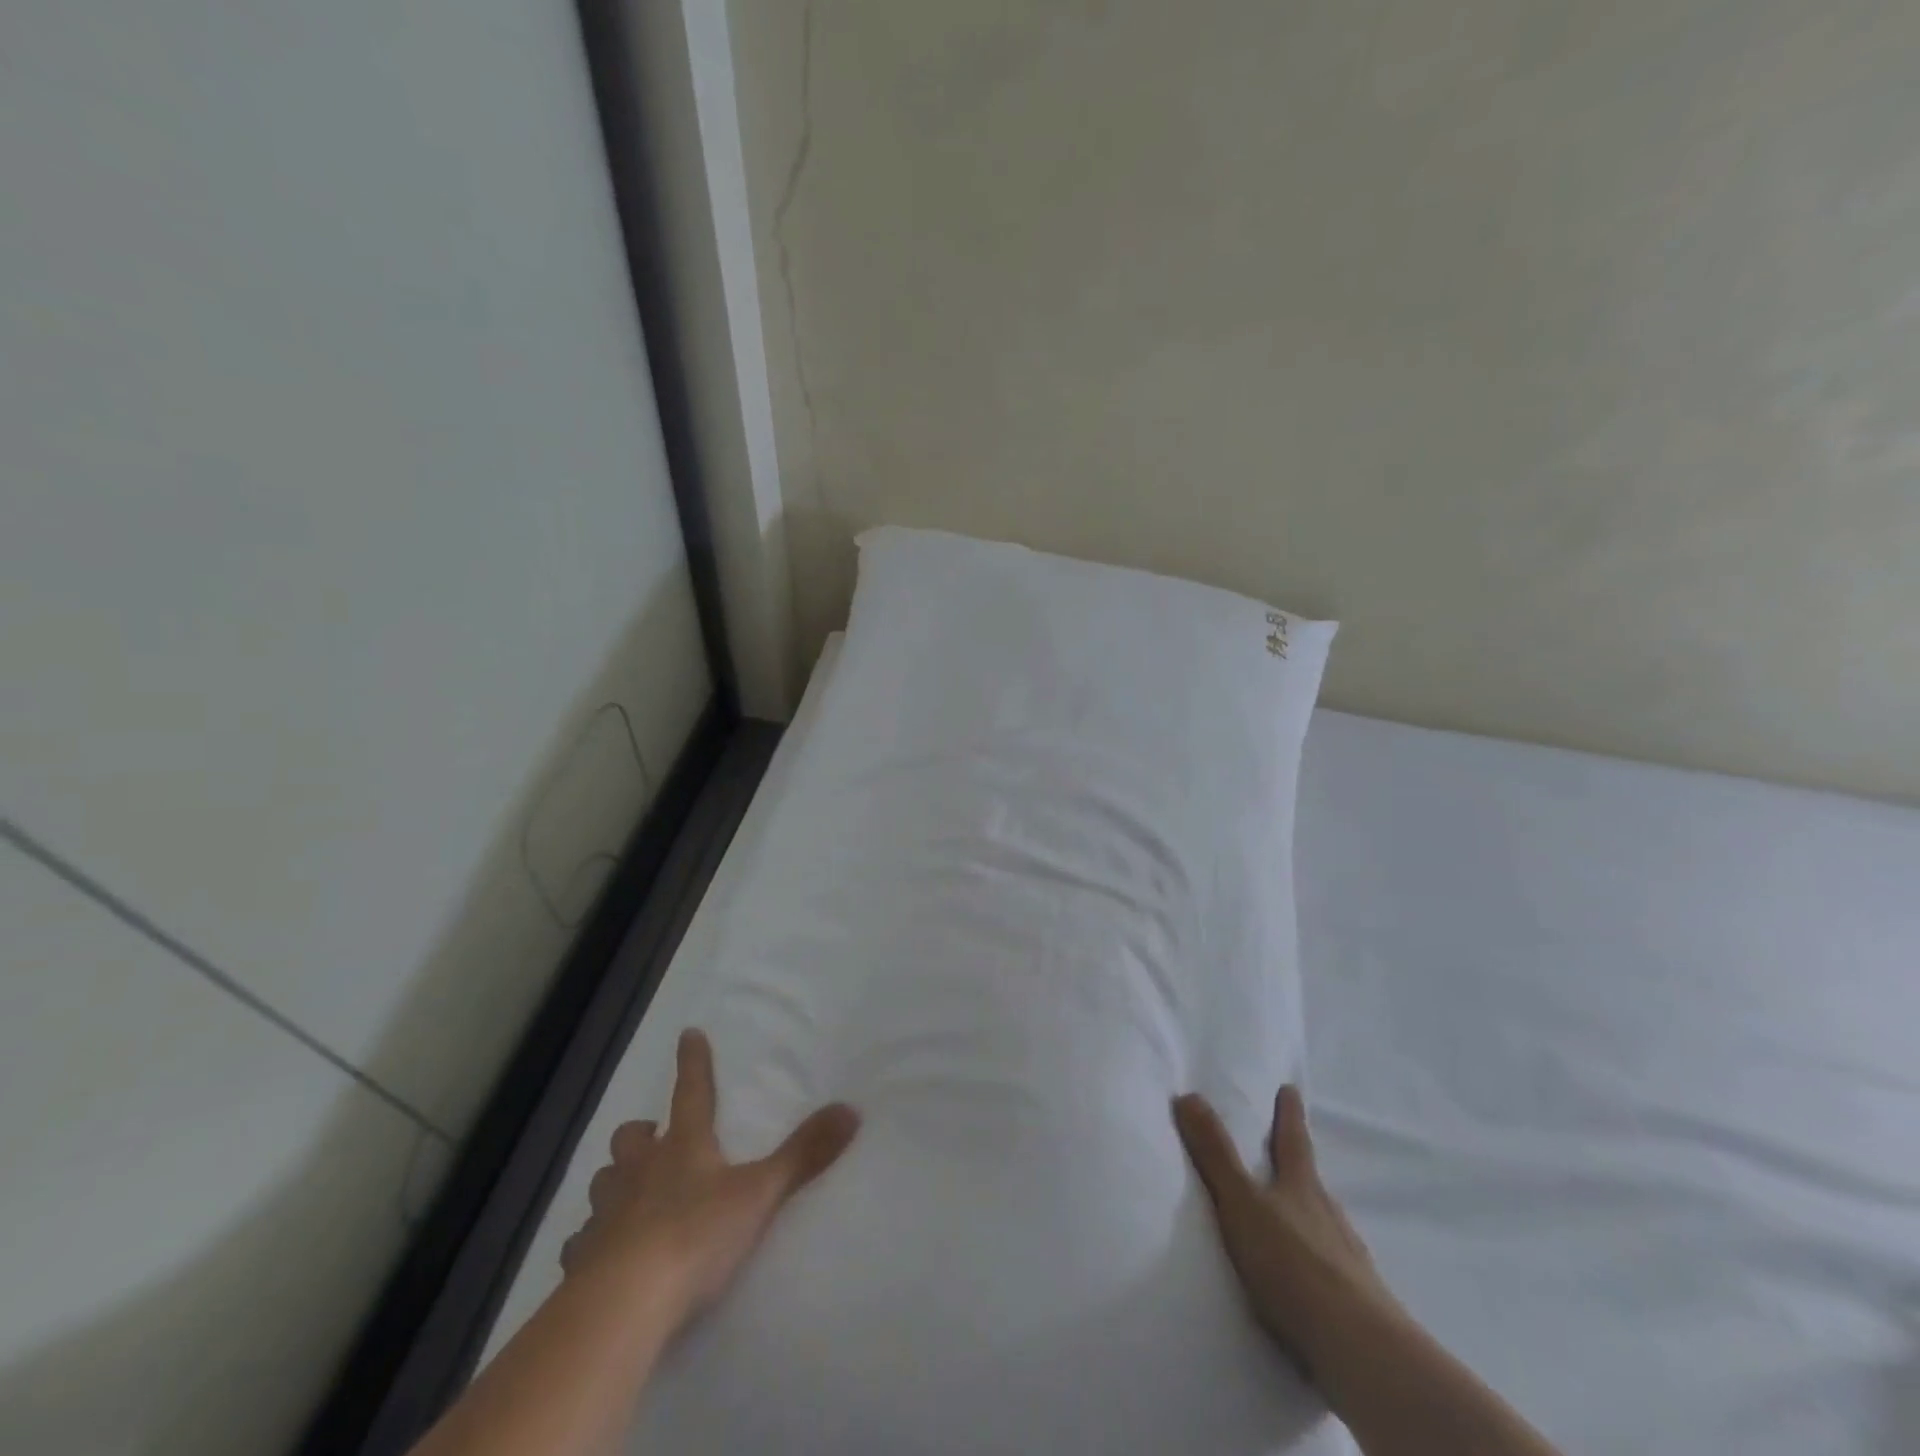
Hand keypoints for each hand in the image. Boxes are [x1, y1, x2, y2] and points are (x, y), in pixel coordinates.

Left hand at [562, 1028, 860, 1323]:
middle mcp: (640, 1172)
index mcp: (683, 1147)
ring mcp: (605, 1216)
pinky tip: (598, 1260)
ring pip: (603, 1184)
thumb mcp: (760, 1194)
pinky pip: (580, 1244)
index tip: (688, 1034)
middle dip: (641, 1134)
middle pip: (630, 1139)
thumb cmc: (695, 1236)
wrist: (622, 1307)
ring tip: (628, 1197)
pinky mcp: (581, 1262)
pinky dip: (590, 1244)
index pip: (691, 1091)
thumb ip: (805, 1154)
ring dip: (615, 1184)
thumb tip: (851, 1109)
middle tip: (653, 1139)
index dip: (693, 1062)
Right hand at [1173, 1085, 1398, 1374]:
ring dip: (1310, 1220)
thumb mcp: (1241, 1203)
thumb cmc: (1292, 1264)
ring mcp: (1348, 1261)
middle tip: (1291, 1157)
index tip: (1291, 1090)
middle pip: (1313, 1184)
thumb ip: (1215, 1154)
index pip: (1293, 1141)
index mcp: (1302, 1188)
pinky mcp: (1358, 1305)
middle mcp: (1329, 1216)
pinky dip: (1320, 1267)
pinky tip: (1312, 1282)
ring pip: (1326, 1228)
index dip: (1289, 1115)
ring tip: (1297, 1222)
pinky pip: (1334, 1273)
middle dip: (1300, 1169)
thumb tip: (1187, 1094)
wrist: (1358, 1349)